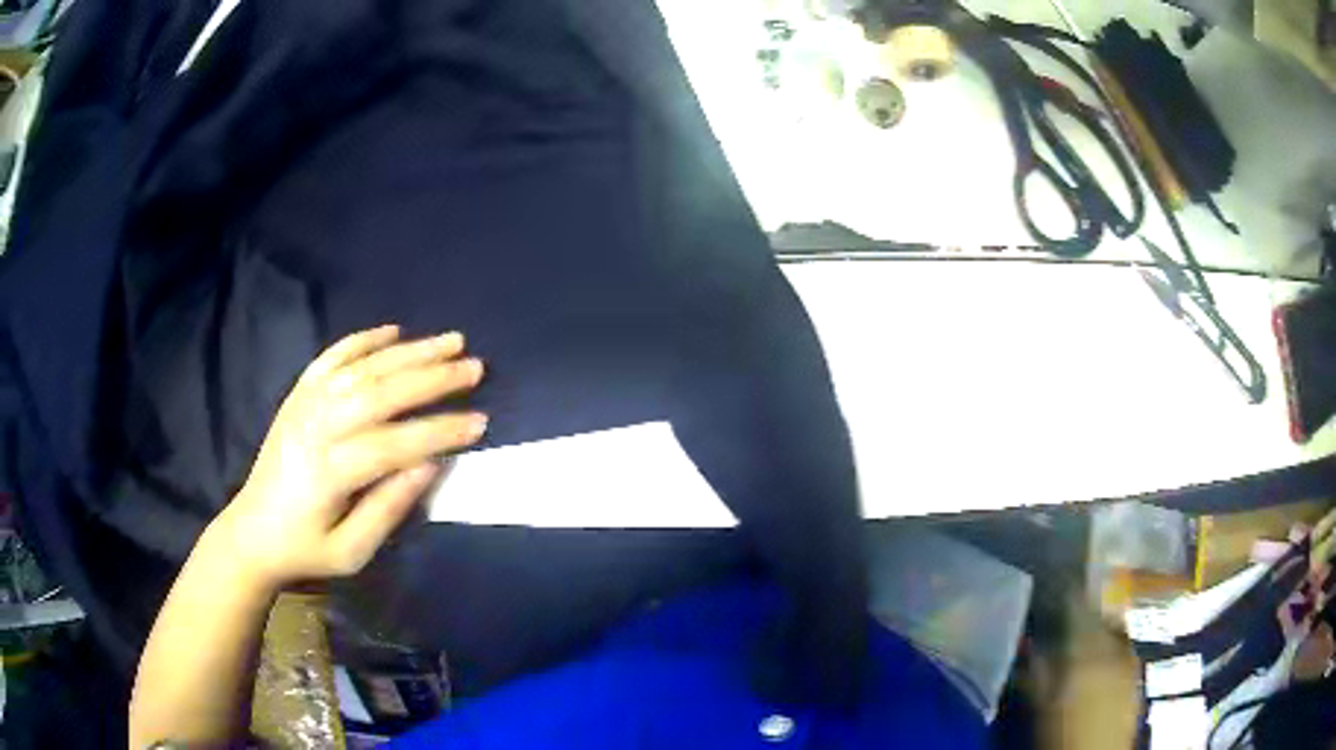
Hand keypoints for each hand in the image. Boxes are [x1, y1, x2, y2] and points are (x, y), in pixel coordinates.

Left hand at [213, 325, 486, 588]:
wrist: (252, 532)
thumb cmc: (307, 550)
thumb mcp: (352, 552)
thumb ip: (389, 509)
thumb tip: (431, 465)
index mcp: (329, 473)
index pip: (393, 444)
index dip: (439, 431)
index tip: (480, 422)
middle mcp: (316, 428)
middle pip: (380, 393)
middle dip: (432, 378)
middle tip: (475, 367)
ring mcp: (304, 405)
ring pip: (361, 368)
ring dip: (409, 351)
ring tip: (451, 341)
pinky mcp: (297, 396)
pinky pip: (331, 358)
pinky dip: (362, 340)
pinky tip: (393, 331)